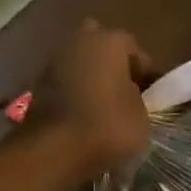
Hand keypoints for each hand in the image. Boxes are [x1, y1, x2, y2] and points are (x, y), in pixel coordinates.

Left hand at [24, 19, 154, 179]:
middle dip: (113, 66)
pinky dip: (75, 95)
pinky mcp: (38, 84)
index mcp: (110, 41)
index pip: (136, 51)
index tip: (152, 97)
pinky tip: (84, 118)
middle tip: (124, 94)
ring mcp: (55, 61)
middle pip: (102, 48)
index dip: (147, 75)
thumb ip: (139, 99)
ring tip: (104, 110)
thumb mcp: (142, 118)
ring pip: (81, 64)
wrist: (55, 149)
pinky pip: (66, 84)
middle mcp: (80, 40)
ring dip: (92, 81)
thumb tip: (130, 96)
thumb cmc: (108, 128)